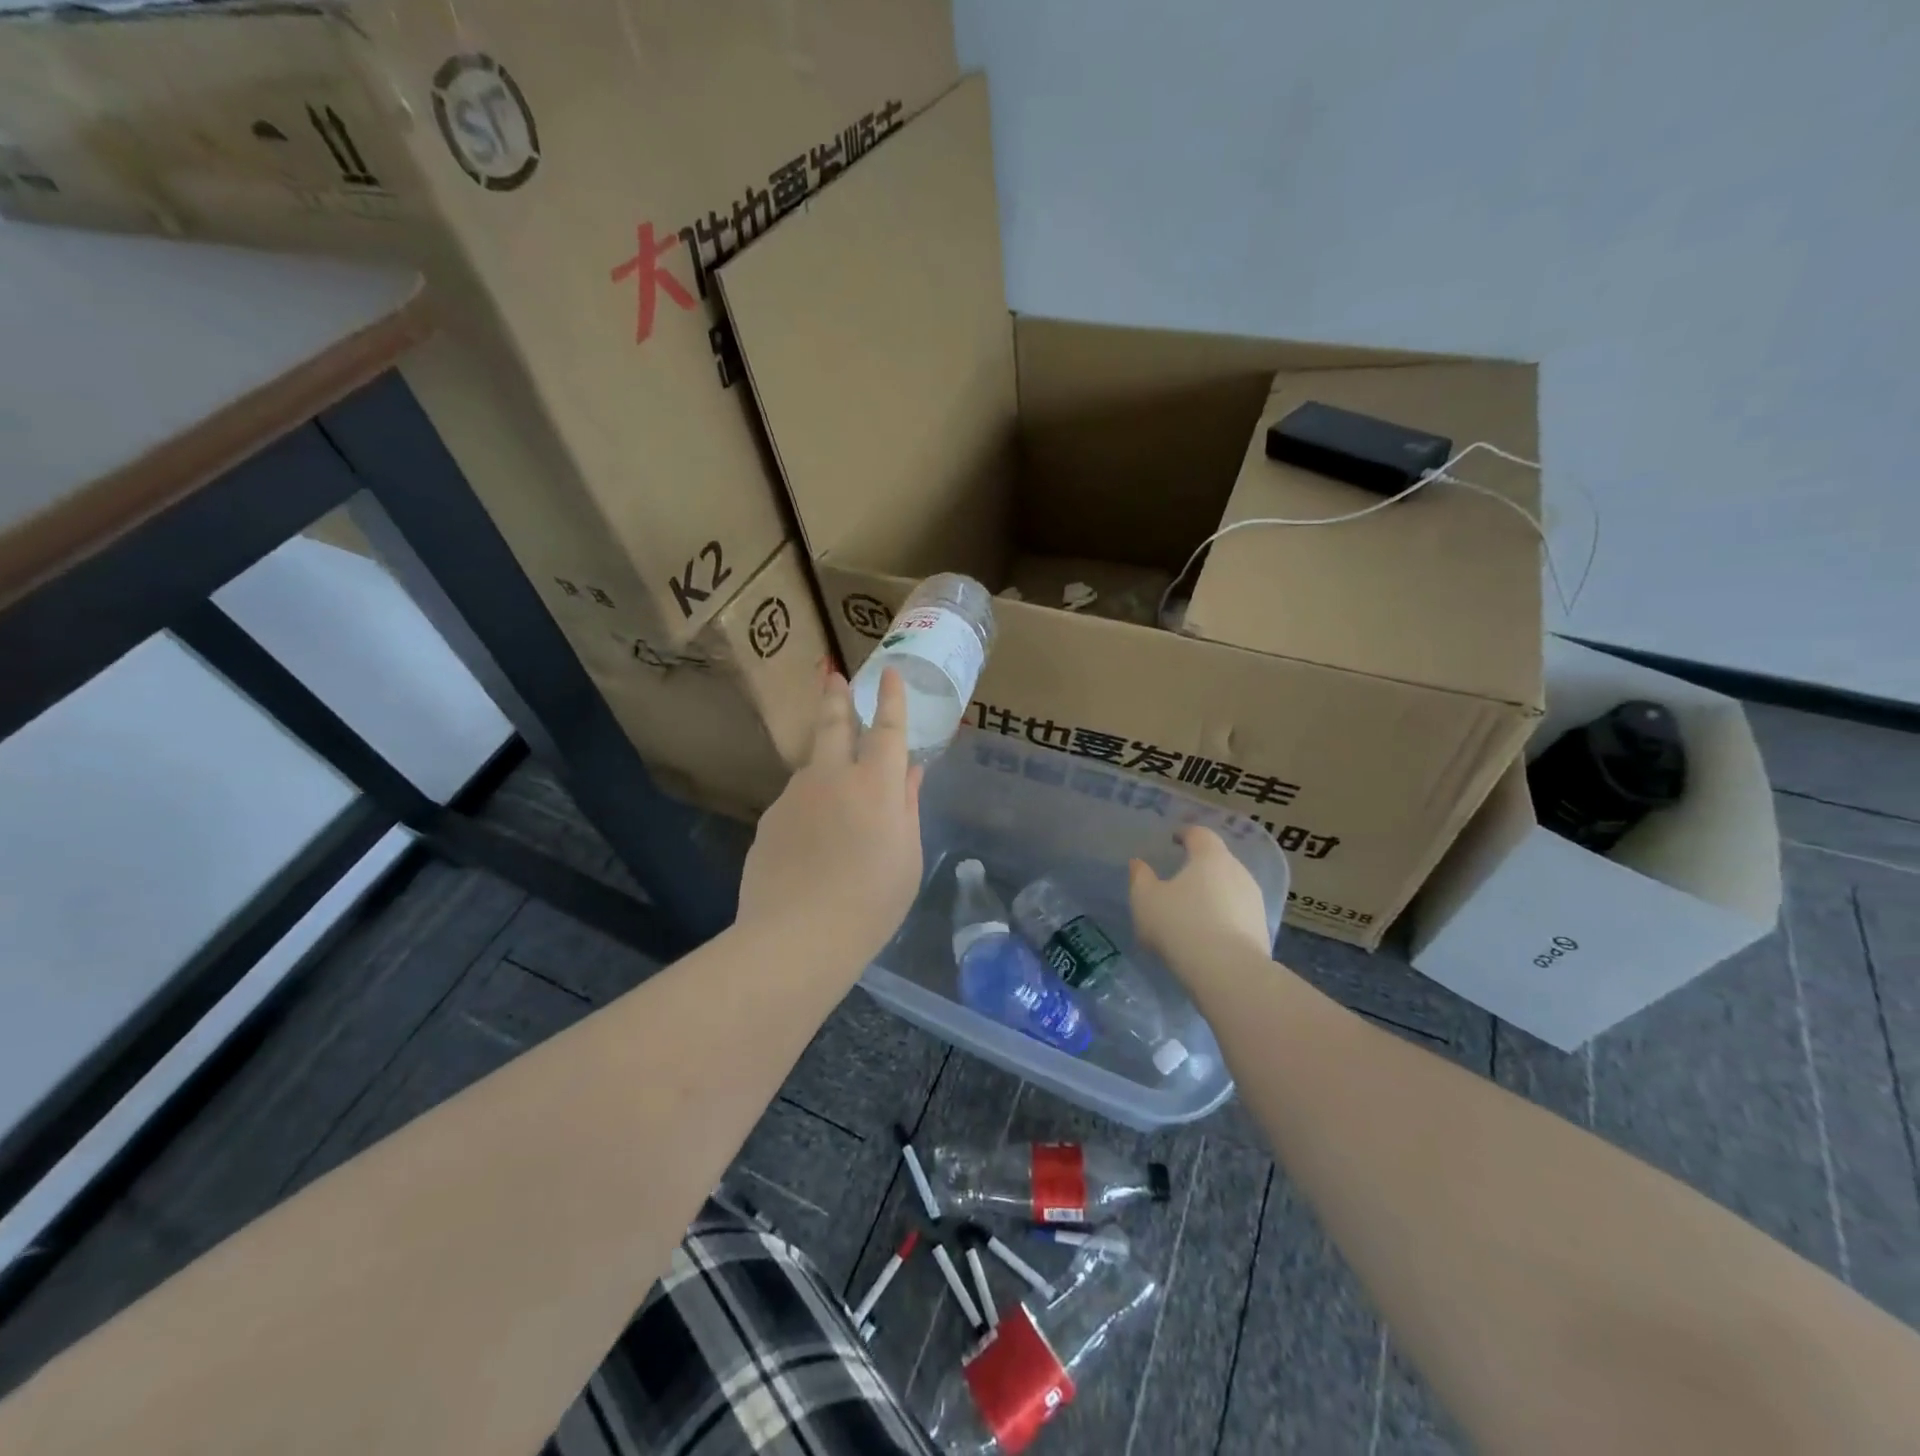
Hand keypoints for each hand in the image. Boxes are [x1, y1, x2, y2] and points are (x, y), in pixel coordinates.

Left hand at [736, 664, 924, 969]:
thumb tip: (909, 772)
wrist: (795, 938)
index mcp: (875, 785)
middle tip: (833, 676)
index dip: (892, 699)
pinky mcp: (768, 821)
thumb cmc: (871, 903)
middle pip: (833, 725)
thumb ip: (906, 807)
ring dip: (824, 765)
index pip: (887, 729)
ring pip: (812, 768)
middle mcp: (831, 778)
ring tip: (835, 797)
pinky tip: (811, 843)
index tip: (890, 674)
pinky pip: (796, 804)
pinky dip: (808, 808)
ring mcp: (794, 797)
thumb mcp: (907, 858)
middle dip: (836, 697)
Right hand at [1129, 826, 1270, 971]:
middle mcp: (1238, 872)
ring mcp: (1254, 901)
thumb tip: (1138, 864)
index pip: (1200, 834)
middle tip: (1179, 880)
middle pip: (1217, 861)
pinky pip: (1237, 914)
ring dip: (1213, 894)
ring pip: (1230, 888)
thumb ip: (1140, 877)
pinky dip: (1223, 917)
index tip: (1174, 839)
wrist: (1228, 972)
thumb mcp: (1146, 900)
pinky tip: (1208, 935)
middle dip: (1199, 867)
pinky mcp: (1262, 929)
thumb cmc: (1181, 925)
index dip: (1186, 834)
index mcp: (1210, 857)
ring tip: (1193, 912)